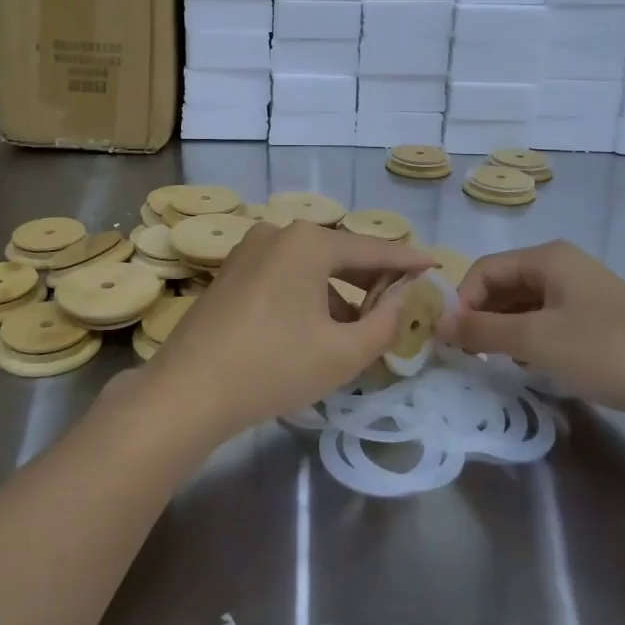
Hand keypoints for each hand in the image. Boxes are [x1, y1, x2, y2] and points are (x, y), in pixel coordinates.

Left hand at [145, 221, 436, 444]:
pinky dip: (308, 293)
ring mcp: (250, 249)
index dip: (407, 260)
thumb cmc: (273, 368)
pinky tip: (317, 327)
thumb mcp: (342, 353)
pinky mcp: (232, 270)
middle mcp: (278, 233)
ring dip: (339, 291)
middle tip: (403, 298)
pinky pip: (284, 274)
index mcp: (308, 243)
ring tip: (360, 326)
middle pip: (339, 253)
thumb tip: (402, 295)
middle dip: (372, 278)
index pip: (372, 249)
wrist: (189, 390)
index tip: (436, 264)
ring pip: (310, 265)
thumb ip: (385, 322)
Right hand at [438, 240, 624, 439]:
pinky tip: (532, 368)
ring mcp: (584, 294)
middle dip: (482, 317)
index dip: (462, 302)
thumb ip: (482, 330)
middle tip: (469, 356)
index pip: (484, 270)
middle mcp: (563, 267)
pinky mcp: (600, 322)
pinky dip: (532, 341)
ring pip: (526, 306)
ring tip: (497, 365)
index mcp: (547, 258)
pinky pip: (550, 323)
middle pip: (504, 285)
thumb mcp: (536, 340)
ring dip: (506, 332)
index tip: (451, 341)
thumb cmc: (606, 351)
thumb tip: (437, 322)